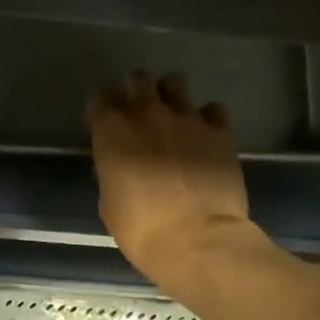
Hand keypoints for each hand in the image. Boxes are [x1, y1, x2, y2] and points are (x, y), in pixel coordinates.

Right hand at [88, 71, 254, 289]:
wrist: (196, 239)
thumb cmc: (140, 229)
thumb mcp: (109, 202)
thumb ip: (112, 173)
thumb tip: (119, 165)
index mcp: (112, 132)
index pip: (100, 99)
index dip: (102, 109)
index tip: (105, 123)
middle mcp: (147, 114)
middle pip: (138, 79)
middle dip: (136, 90)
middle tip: (139, 111)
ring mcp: (187, 118)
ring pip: (175, 83)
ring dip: (170, 95)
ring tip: (173, 117)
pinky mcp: (219, 131)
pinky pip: (212, 109)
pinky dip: (206, 118)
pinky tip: (204, 136)